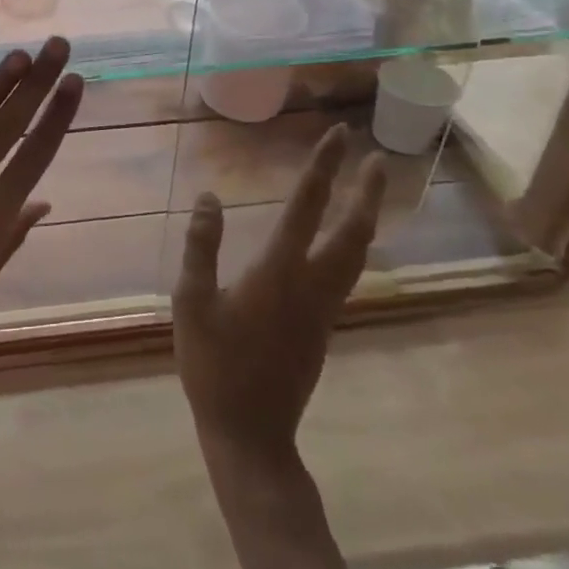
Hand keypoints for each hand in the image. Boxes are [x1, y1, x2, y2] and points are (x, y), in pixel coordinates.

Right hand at [172, 124, 384, 465]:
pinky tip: (344, 242)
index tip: (337, 135)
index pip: (305, 208)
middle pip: (351, 232)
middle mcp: (311, 285)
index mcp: (277, 273)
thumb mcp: (191, 302)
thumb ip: (201, 247)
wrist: (250, 433)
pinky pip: (347, 274)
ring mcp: (323, 309)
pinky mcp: (323, 327)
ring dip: (366, 218)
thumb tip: (209, 197)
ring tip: (370, 192)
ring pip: (357, 256)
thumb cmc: (213, 365)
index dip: (322, 169)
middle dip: (366, 193)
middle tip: (377, 159)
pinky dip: (353, 245)